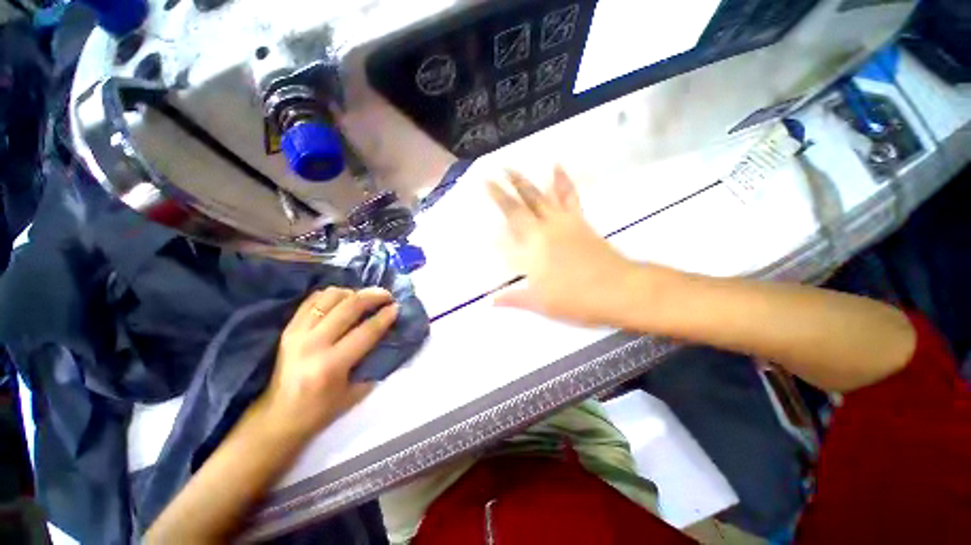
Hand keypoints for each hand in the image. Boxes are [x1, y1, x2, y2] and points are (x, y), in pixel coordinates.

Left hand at [258, 287, 398, 440]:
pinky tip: (343, 300)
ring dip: (353, 292)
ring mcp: (297, 333)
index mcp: (331, 365)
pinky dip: (332, 295)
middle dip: (373, 296)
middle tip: (387, 295)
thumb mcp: (357, 392)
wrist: (279, 416)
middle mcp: (313, 344)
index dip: (385, 316)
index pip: (366, 331)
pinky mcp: (289, 328)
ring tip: (364, 298)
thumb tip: (389, 335)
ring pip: (331, 297)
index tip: (397, 307)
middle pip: (349, 306)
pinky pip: (313, 299)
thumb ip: (374, 362)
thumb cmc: (322, 410)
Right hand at [487, 167, 637, 325]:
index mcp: (532, 249)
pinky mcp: (578, 220)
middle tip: (490, 175)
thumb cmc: (576, 298)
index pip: (507, 228)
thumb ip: (513, 298)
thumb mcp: (540, 303)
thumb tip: (490, 301)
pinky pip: (568, 195)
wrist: (617, 289)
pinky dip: (561, 180)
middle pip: (520, 206)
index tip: (483, 195)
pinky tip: (556, 166)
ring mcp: (562, 222)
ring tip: (511, 167)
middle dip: (503, 191)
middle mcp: (544, 230)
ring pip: (540, 196)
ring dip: (524, 181)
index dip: (494, 211)